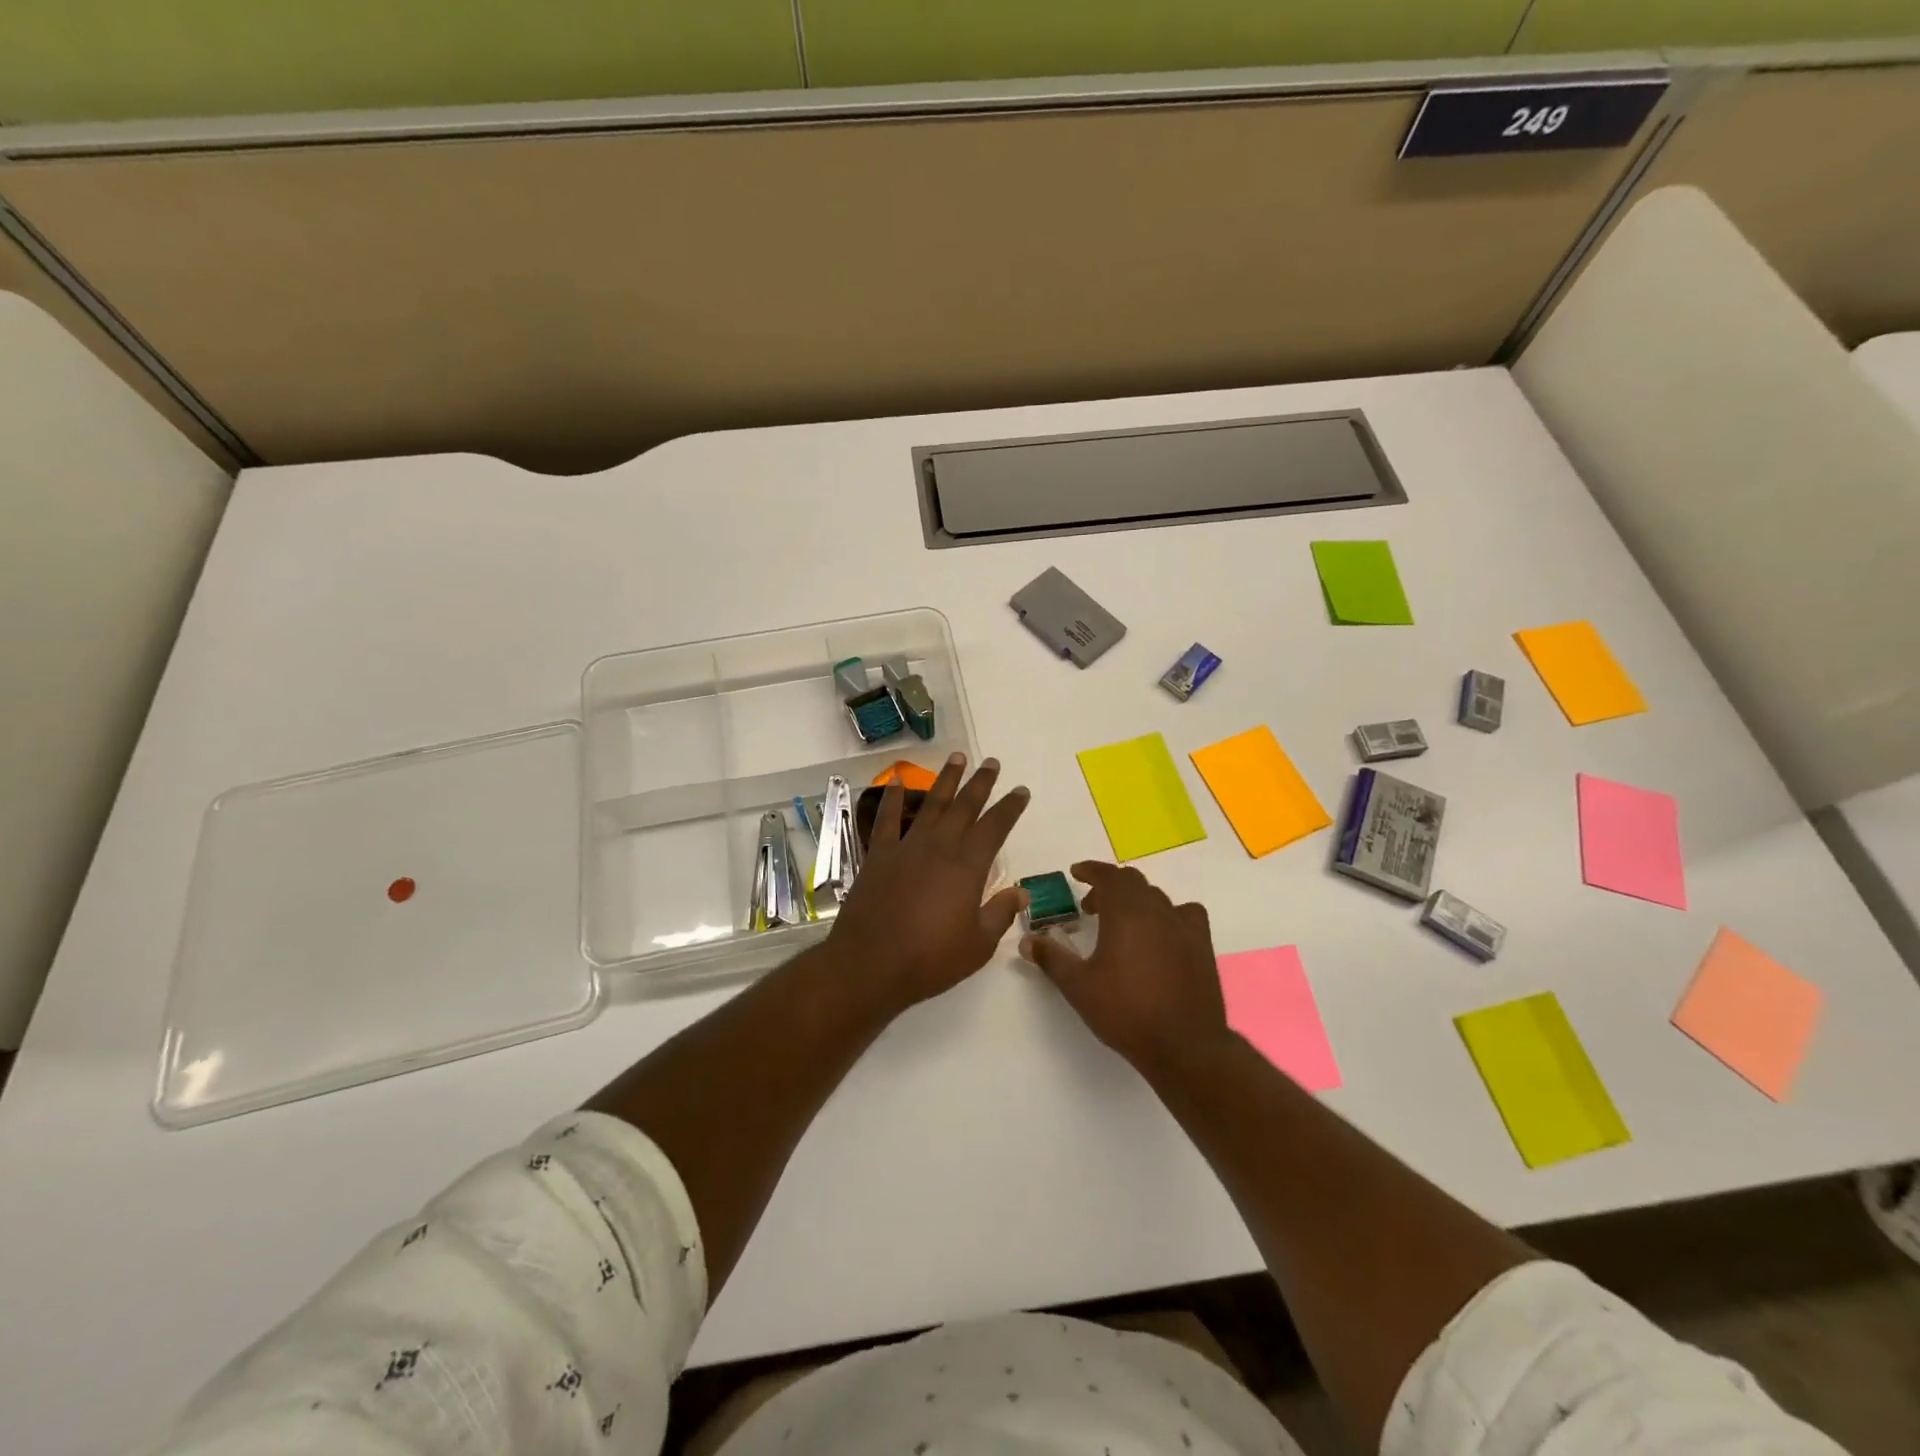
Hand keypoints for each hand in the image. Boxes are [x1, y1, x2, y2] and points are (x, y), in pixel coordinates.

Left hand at [827, 753, 1030, 1010]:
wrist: (870, 964)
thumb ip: (1000, 913)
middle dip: (981, 783)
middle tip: (991, 762)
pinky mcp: (878, 855)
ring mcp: (906, 847)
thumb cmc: (930, 959)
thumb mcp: (978, 945)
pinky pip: (886, 819)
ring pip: (931, 804)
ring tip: (957, 757)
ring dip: (946, 780)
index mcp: (967, 867)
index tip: (1021, 790)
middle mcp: (939, 847)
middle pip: (964, 806)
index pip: (995, 827)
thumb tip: (1023, 892)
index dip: (1010, 807)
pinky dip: (891, 799)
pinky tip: (895, 782)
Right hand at [1020, 862, 1228, 1071]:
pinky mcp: (1202, 945)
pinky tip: (1162, 934)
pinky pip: (1185, 914)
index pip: (1108, 876)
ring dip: (1136, 900)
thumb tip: (1027, 940)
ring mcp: (1184, 926)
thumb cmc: (1126, 1011)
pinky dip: (1169, 914)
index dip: (1091, 870)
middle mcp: (1156, 910)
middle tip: (1091, 905)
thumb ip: (1051, 958)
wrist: (1184, 1045)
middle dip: (1109, 886)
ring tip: (1122, 922)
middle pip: (1133, 882)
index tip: (1076, 872)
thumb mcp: (1078, 986)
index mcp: (1126, 912)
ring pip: (1157, 897)